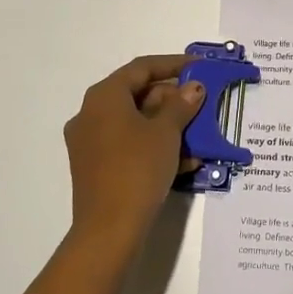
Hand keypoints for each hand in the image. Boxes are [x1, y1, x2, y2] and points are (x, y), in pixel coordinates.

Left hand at [63, 54, 204, 254]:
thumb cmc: (137, 169)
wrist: (109, 229)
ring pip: (135, 122)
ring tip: (200, 135)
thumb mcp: (166, 133)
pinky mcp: (95, 167)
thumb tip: (193, 87)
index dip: (173, 64)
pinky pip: (128, 145)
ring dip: (168, 126)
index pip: (142, 68)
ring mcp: (90, 142)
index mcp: (104, 96)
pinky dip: (154, 146)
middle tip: (202, 104)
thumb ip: (181, 104)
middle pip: (137, 94)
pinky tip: (185, 162)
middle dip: (173, 99)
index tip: (200, 66)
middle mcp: (90, 113)